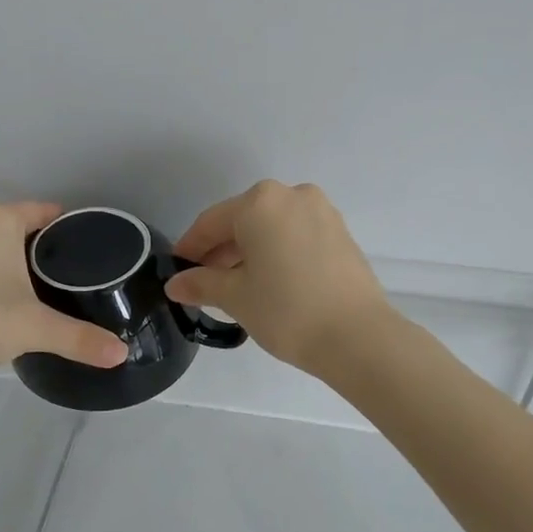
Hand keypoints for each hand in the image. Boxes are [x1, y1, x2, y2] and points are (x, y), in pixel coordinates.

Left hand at [0, 201, 125, 423]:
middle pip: (14, 223)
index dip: (68, 230)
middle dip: (38, 246)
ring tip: (32, 289)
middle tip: (65, 278)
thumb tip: (123, 354)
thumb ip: (81, 339)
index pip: (43, 212)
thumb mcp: (33, 330)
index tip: (88, 251)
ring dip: (6, 257)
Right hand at [165, 181, 393, 376]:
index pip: (211, 222)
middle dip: (221, 250)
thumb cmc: (286, 310)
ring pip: (272, 228)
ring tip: (237, 286)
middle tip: (205, 283)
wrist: (357, 336)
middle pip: (244, 220)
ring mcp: (322, 212)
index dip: (190, 247)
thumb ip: (201, 284)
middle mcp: (292, 195)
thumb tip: (176, 284)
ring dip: (250, 252)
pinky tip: (270, 282)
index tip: (177, 271)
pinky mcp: (341, 233)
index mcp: (260, 202)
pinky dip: (278, 252)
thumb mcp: (236, 297)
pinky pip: (296, 236)